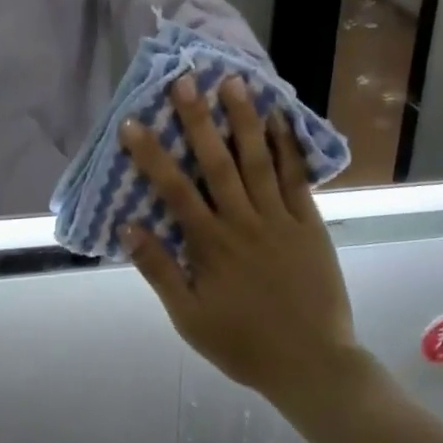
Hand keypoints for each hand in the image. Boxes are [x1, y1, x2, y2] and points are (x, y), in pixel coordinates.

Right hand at [120, 75, 360, 406]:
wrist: (312, 364)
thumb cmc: (244, 344)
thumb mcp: (190, 318)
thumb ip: (160, 271)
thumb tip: (129, 225)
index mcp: (210, 244)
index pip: (173, 190)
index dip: (151, 154)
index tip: (133, 122)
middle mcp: (242, 221)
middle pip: (216, 162)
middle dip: (198, 119)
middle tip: (185, 79)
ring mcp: (279, 218)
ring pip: (257, 160)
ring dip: (244, 120)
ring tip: (234, 82)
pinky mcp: (309, 222)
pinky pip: (296, 178)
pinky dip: (287, 147)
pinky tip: (280, 118)